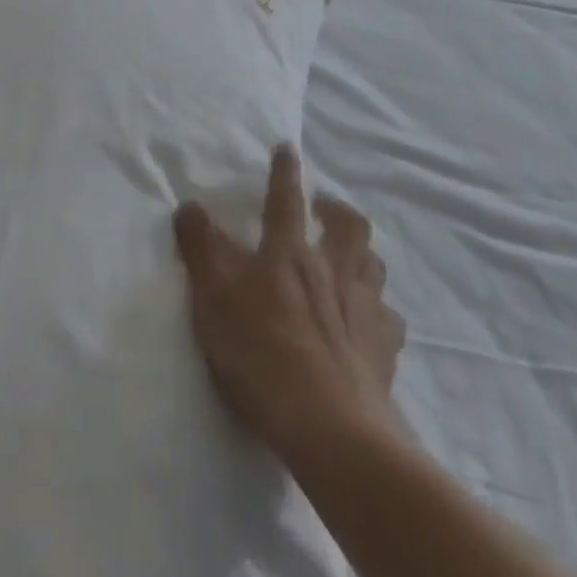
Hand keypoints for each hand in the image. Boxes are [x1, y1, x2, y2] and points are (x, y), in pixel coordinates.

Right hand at [173, 145, 403, 459]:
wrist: (330, 429)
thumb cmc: (262, 355)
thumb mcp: (214, 299)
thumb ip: (201, 249)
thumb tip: (189, 205)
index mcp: (289, 254)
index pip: (285, 199)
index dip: (284, 171)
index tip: (287, 148)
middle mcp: (333, 271)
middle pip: (348, 225)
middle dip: (335, 208)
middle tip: (322, 209)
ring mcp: (364, 309)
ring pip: (373, 265)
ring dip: (360, 253)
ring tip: (346, 259)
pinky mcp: (385, 350)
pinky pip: (388, 318)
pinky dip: (376, 310)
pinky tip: (366, 322)